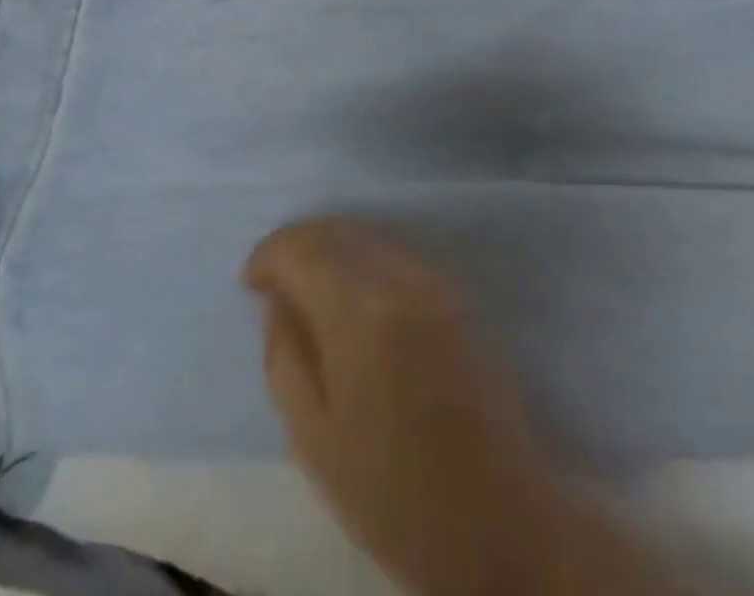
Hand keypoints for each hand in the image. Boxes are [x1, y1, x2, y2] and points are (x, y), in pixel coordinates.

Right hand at [245, 220, 563, 595]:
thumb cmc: (395, 494)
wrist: (503, 522)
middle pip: (336, 231)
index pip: (301, 248)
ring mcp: (436, 280)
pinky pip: (396, 254)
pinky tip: (353, 298)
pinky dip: (364, 261)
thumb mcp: (314, 438)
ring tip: (310, 290)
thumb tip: (277, 301)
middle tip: (274, 285)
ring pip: (368, 236)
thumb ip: (284, 355)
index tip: (250, 284)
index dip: (268, 255)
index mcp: (360, 310)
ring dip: (332, 251)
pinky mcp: (458, 293)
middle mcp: (401, 276)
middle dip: (298, 247)